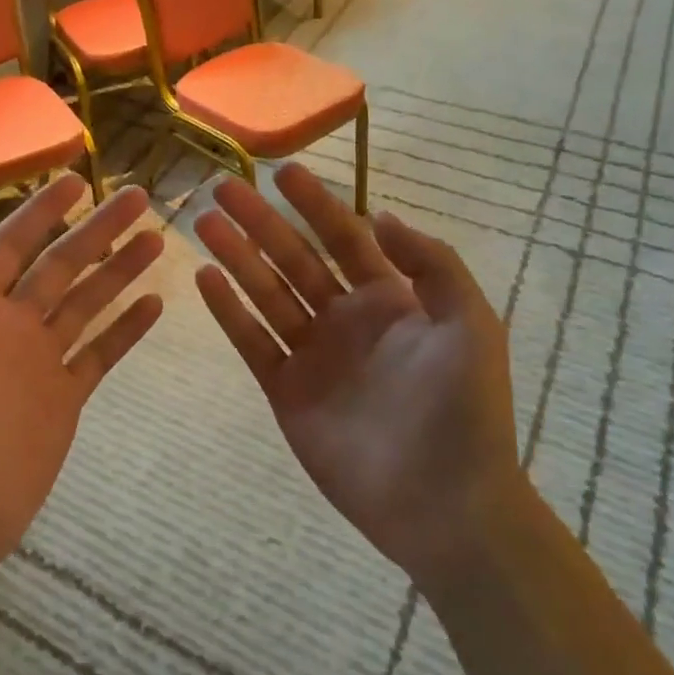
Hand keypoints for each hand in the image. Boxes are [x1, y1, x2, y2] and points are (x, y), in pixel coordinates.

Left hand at [0, 178, 164, 596]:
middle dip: (98, 231)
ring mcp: (41, 362)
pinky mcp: (64, 398)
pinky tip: (155, 306)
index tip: (77, 179)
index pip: (13, 245)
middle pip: (62, 266)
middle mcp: (11, 326)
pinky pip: (100, 356)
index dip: (42, 210)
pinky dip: (126, 331)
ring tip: (156, 242)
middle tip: (137, 198)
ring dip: (120, 272)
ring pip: (88, 304)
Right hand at [194, 163, 519, 586]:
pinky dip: (229, 311)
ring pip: (266, 293)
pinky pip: (253, 342)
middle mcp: (345, 319)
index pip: (344, 238)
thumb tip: (381, 216)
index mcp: (390, 300)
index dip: (315, 204)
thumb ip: (430, 264)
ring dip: (237, 257)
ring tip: (204, 223)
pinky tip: (206, 278)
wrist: (444, 503)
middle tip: (223, 189)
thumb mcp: (469, 323)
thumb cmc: (463, 409)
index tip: (282, 172)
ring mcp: (312, 354)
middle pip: (294, 259)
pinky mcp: (286, 390)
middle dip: (261, 222)